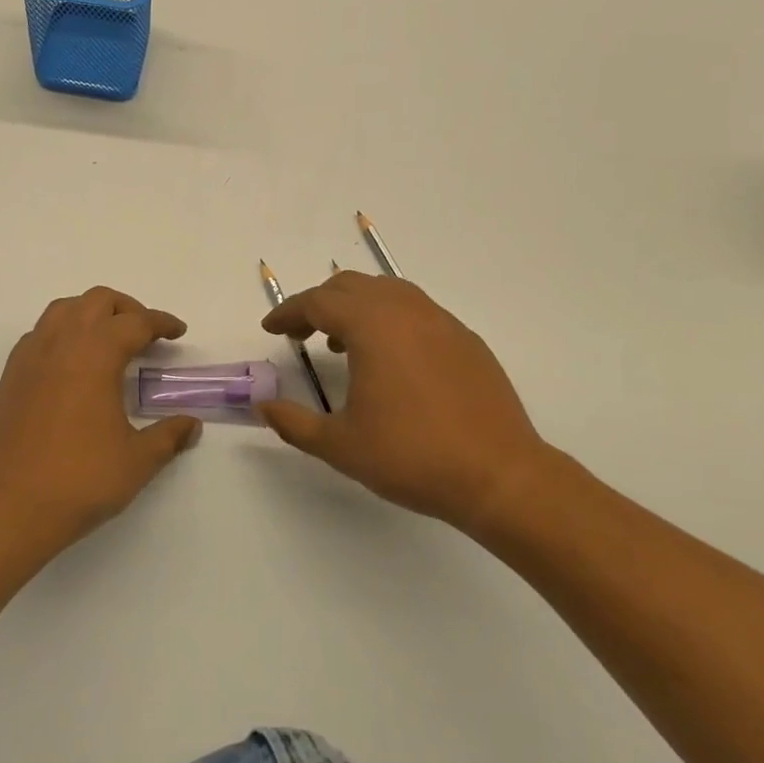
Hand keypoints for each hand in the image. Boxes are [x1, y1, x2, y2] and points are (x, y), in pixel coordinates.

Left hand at [0, 287, 200, 556]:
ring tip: (108, 339)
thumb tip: (191, 424)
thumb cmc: (80, 480)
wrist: (11, 508)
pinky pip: (39, 333)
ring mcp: (30, 356)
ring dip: (91, 312)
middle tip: (145, 333)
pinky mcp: (10, 375)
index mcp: (96, 354)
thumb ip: (168, 436)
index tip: (178, 331)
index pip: (136, 322)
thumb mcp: (137, 461)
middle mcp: (61, 343)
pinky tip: (70, 363)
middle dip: (127, 308)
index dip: (161, 322)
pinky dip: (62, 333)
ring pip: (63, 309)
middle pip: (97, 301)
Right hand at [259, 272, 555, 540]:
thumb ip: (294, 423)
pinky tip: (392, 359)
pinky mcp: (466, 340)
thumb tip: (264, 408)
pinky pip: (417, 311)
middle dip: (319, 304)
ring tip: (343, 343)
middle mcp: (406, 311)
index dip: (289, 313)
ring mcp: (441, 322)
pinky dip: (390, 320)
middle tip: (301, 333)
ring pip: (388, 292)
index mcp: (372, 326)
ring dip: (356, 307)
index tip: (271, 329)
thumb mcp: (340, 446)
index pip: (318, 303)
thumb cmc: (412, 457)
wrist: (499, 476)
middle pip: (351, 286)